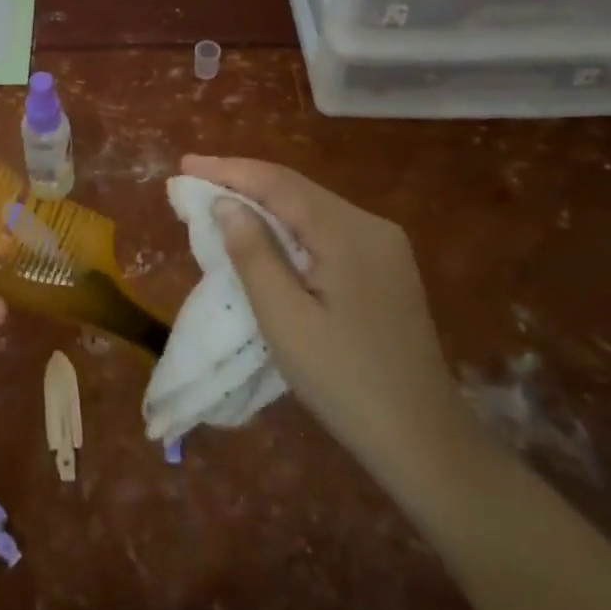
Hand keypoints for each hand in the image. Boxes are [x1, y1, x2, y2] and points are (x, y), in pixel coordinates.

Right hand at [181, 154, 477, 496]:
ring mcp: (383, 247)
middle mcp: (370, 226)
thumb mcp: (285, 319)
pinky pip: (325, 230)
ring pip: (310, 208)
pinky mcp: (384, 269)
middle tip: (193, 180)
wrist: (425, 443)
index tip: (185, 165)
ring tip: (217, 200)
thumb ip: (253, 253)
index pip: (278, 183)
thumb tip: (227, 204)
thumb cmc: (345, 381)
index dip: (228, 170)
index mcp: (348, 232)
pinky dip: (287, 225)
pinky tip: (263, 233)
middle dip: (242, 181)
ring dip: (263, 202)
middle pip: (296, 189)